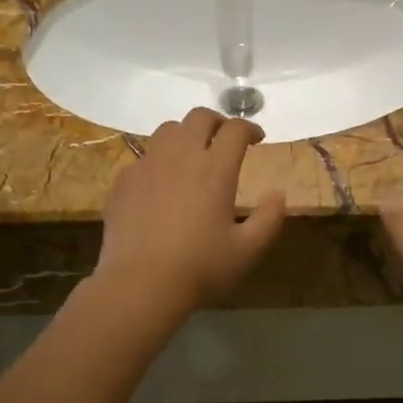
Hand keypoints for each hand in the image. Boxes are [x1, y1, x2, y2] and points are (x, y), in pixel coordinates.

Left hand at [96, 108, 285, 320]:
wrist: (140, 284)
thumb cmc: (200, 268)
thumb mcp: (248, 250)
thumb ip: (269, 218)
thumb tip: (279, 193)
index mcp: (215, 169)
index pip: (235, 130)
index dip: (250, 128)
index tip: (257, 139)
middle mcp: (180, 157)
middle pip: (199, 118)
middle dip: (217, 122)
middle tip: (225, 139)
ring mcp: (148, 166)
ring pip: (167, 130)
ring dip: (185, 134)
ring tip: (191, 155)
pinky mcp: (124, 181)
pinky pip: (144, 158)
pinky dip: (159, 161)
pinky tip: (161, 184)